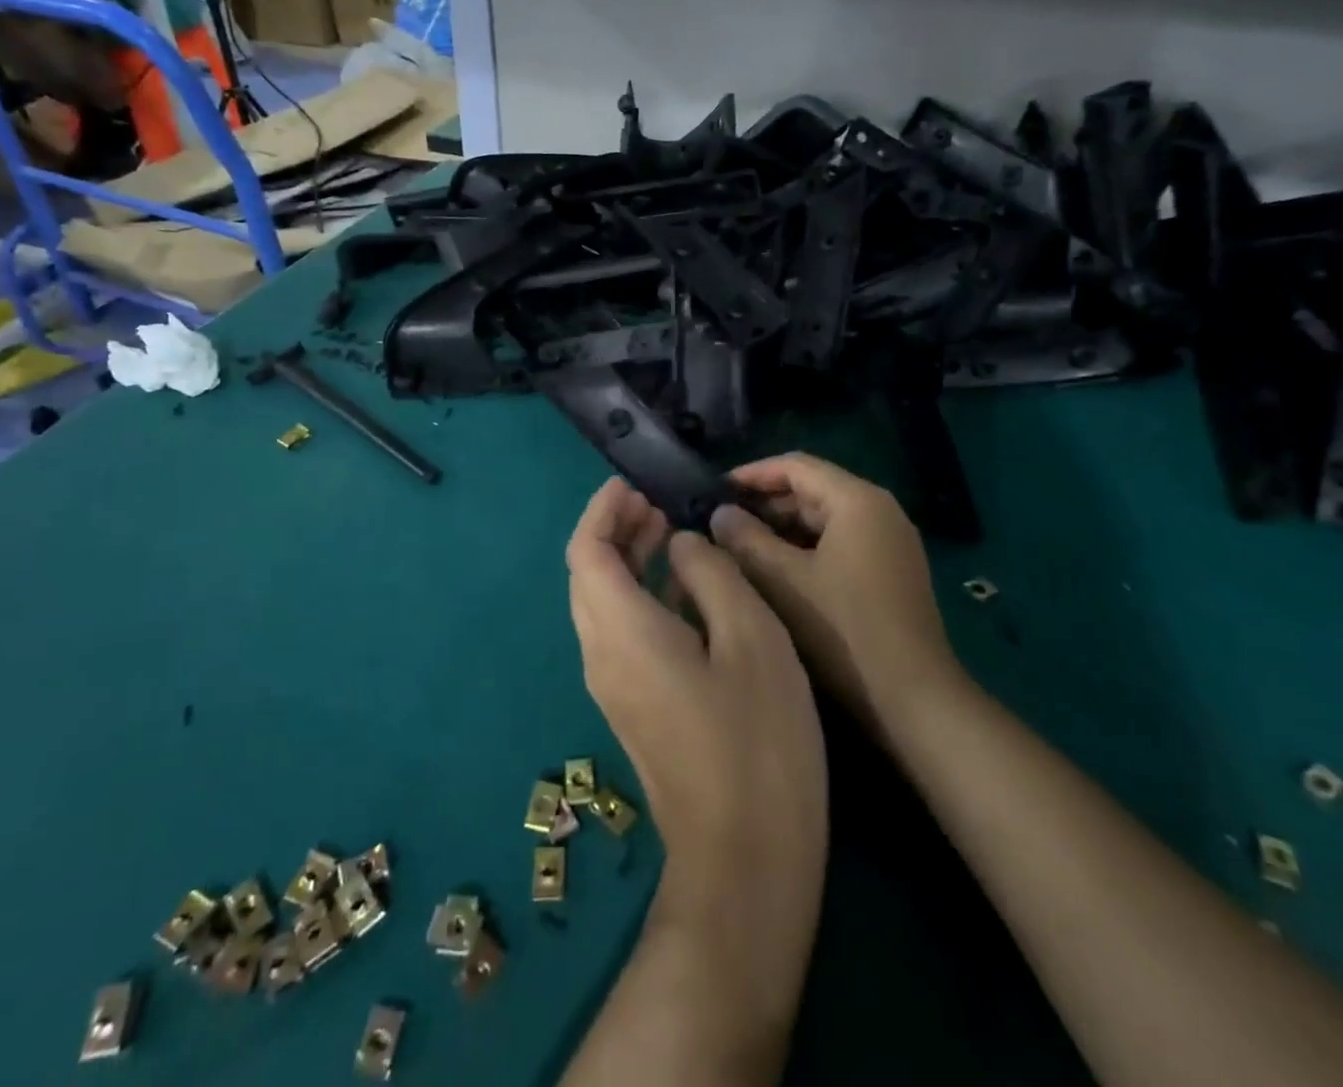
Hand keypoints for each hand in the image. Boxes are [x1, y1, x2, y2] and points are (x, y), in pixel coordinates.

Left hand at [566, 479, 826, 965]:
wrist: (745, 859)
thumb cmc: (757, 739)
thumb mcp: (750, 638)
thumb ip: (711, 576)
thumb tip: (682, 546)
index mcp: (621, 630)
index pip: (585, 551)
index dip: (603, 509)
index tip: (636, 484)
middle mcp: (601, 654)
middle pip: (587, 574)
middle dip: (615, 530)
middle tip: (659, 504)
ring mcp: (613, 686)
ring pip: (603, 603)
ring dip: (629, 561)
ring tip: (673, 534)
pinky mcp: (633, 707)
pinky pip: (621, 632)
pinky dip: (641, 595)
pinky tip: (688, 591)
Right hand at [711, 453, 965, 737]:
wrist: (914, 700)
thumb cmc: (844, 630)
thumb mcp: (783, 581)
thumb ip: (745, 539)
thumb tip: (719, 513)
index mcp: (858, 501)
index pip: (795, 466)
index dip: (751, 474)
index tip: (712, 490)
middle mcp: (880, 511)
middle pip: (811, 490)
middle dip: (764, 504)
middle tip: (718, 521)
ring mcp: (890, 543)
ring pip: (824, 520)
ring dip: (781, 529)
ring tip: (736, 546)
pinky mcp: (891, 573)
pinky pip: (839, 544)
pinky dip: (803, 549)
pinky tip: (772, 571)